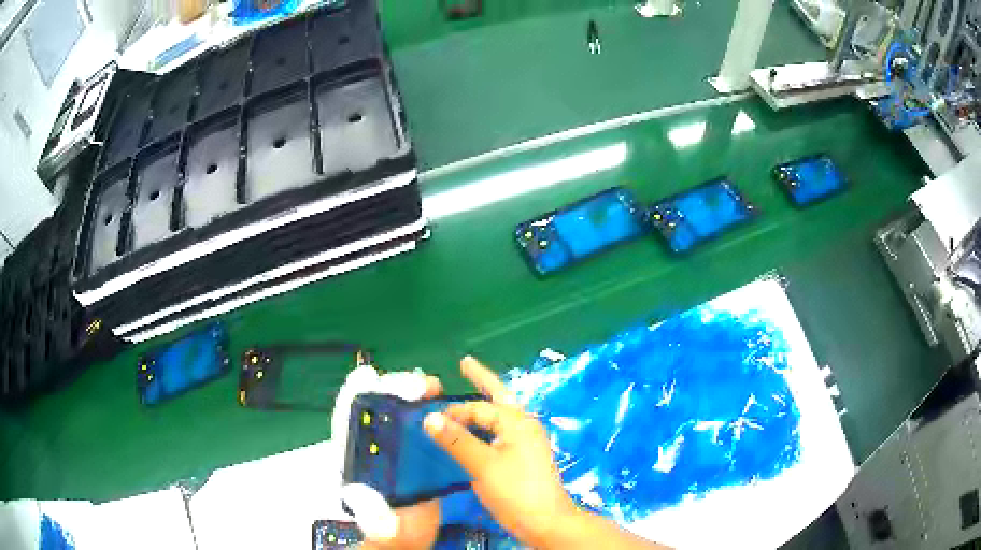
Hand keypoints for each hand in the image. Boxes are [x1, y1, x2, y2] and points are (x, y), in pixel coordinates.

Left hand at [333, 366, 442, 548]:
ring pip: (401, 411)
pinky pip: (423, 425)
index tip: (369, 377)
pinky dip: (433, 410)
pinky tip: (447, 406)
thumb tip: (359, 491)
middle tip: (421, 385)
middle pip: (378, 407)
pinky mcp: (418, 454)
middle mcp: (373, 446)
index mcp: (355, 457)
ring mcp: (396, 447)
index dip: (355, 394)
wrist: (411, 540)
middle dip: (395, 388)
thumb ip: (373, 516)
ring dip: (414, 394)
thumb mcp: (382, 527)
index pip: (347, 417)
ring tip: (434, 388)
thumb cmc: (392, 532)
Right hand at [423, 356, 579, 547]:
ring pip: (501, 415)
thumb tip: (429, 417)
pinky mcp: (525, 457)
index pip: (479, 408)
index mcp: (517, 422)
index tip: (431, 422)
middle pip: (500, 396)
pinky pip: (502, 432)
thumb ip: (456, 440)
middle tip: (465, 362)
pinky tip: (478, 431)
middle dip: (482, 379)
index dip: (455, 412)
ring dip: (484, 404)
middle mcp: (524, 425)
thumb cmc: (516, 491)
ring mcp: (527, 441)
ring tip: (469, 391)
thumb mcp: (483, 465)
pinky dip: (487, 425)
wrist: (546, 521)